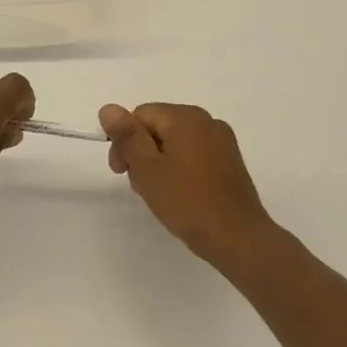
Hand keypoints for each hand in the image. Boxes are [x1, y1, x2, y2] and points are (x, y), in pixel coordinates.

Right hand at [100, 102, 278, 265]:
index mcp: (186, 117)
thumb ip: (127, 135)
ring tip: (159, 194)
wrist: (238, 238)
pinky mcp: (230, 162)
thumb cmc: (187, 201)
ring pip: (175, 142)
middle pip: (158, 126)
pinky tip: (179, 195)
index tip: (120, 172)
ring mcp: (222, 141)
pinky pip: (194, 155)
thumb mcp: (147, 168)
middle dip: (141, 152)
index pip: (140, 115)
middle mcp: (207, 121)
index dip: (124, 141)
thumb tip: (108, 108)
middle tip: (139, 186)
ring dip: (159, 163)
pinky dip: (180, 169)